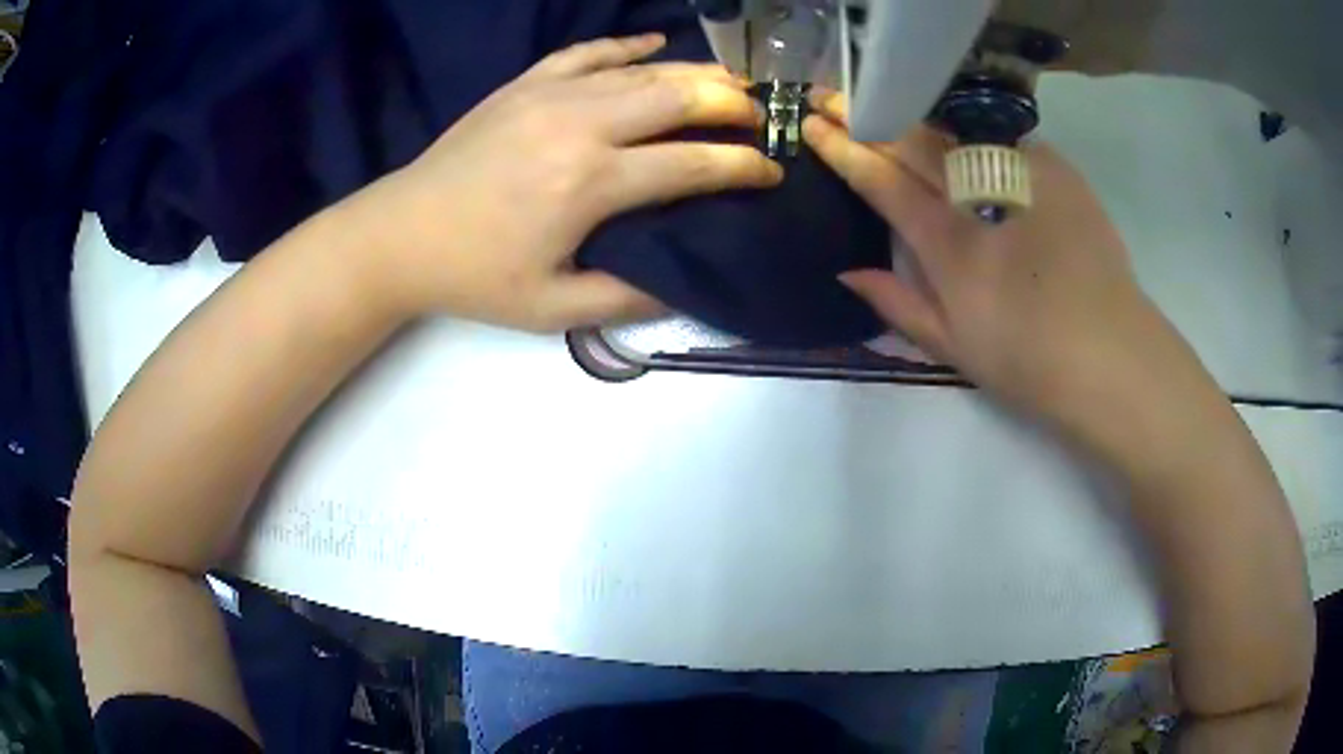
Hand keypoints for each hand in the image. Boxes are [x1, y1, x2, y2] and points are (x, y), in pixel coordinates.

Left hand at [348, 35, 782, 331]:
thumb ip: (626, 299)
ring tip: (730, 83)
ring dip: (694, 72)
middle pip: (678, 96)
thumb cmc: (475, 276)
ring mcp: (550, 95)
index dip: (744, 165)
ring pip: (642, 69)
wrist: (400, 235)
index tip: (773, 171)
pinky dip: (627, 45)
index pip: (694, 163)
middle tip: (760, 116)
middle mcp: (581, 125)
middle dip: (731, 104)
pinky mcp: (524, 84)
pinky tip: (655, 43)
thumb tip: (684, 287)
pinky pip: (587, 52)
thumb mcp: (552, 309)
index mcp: (592, 183)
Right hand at [803, 92, 1214, 442]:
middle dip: (867, 114)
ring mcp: (1023, 173)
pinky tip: (966, 136)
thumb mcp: (953, 348)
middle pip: (913, 139)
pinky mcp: (1058, 169)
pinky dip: (975, 133)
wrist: (1111, 353)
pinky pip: (1002, 137)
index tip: (813, 125)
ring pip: (954, 128)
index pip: (881, 179)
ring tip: (890, 104)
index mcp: (948, 242)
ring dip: (915, 116)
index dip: (842, 149)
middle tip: (835, 97)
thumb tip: (848, 271)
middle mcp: (981, 194)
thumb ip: (897, 304)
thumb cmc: (1028, 361)